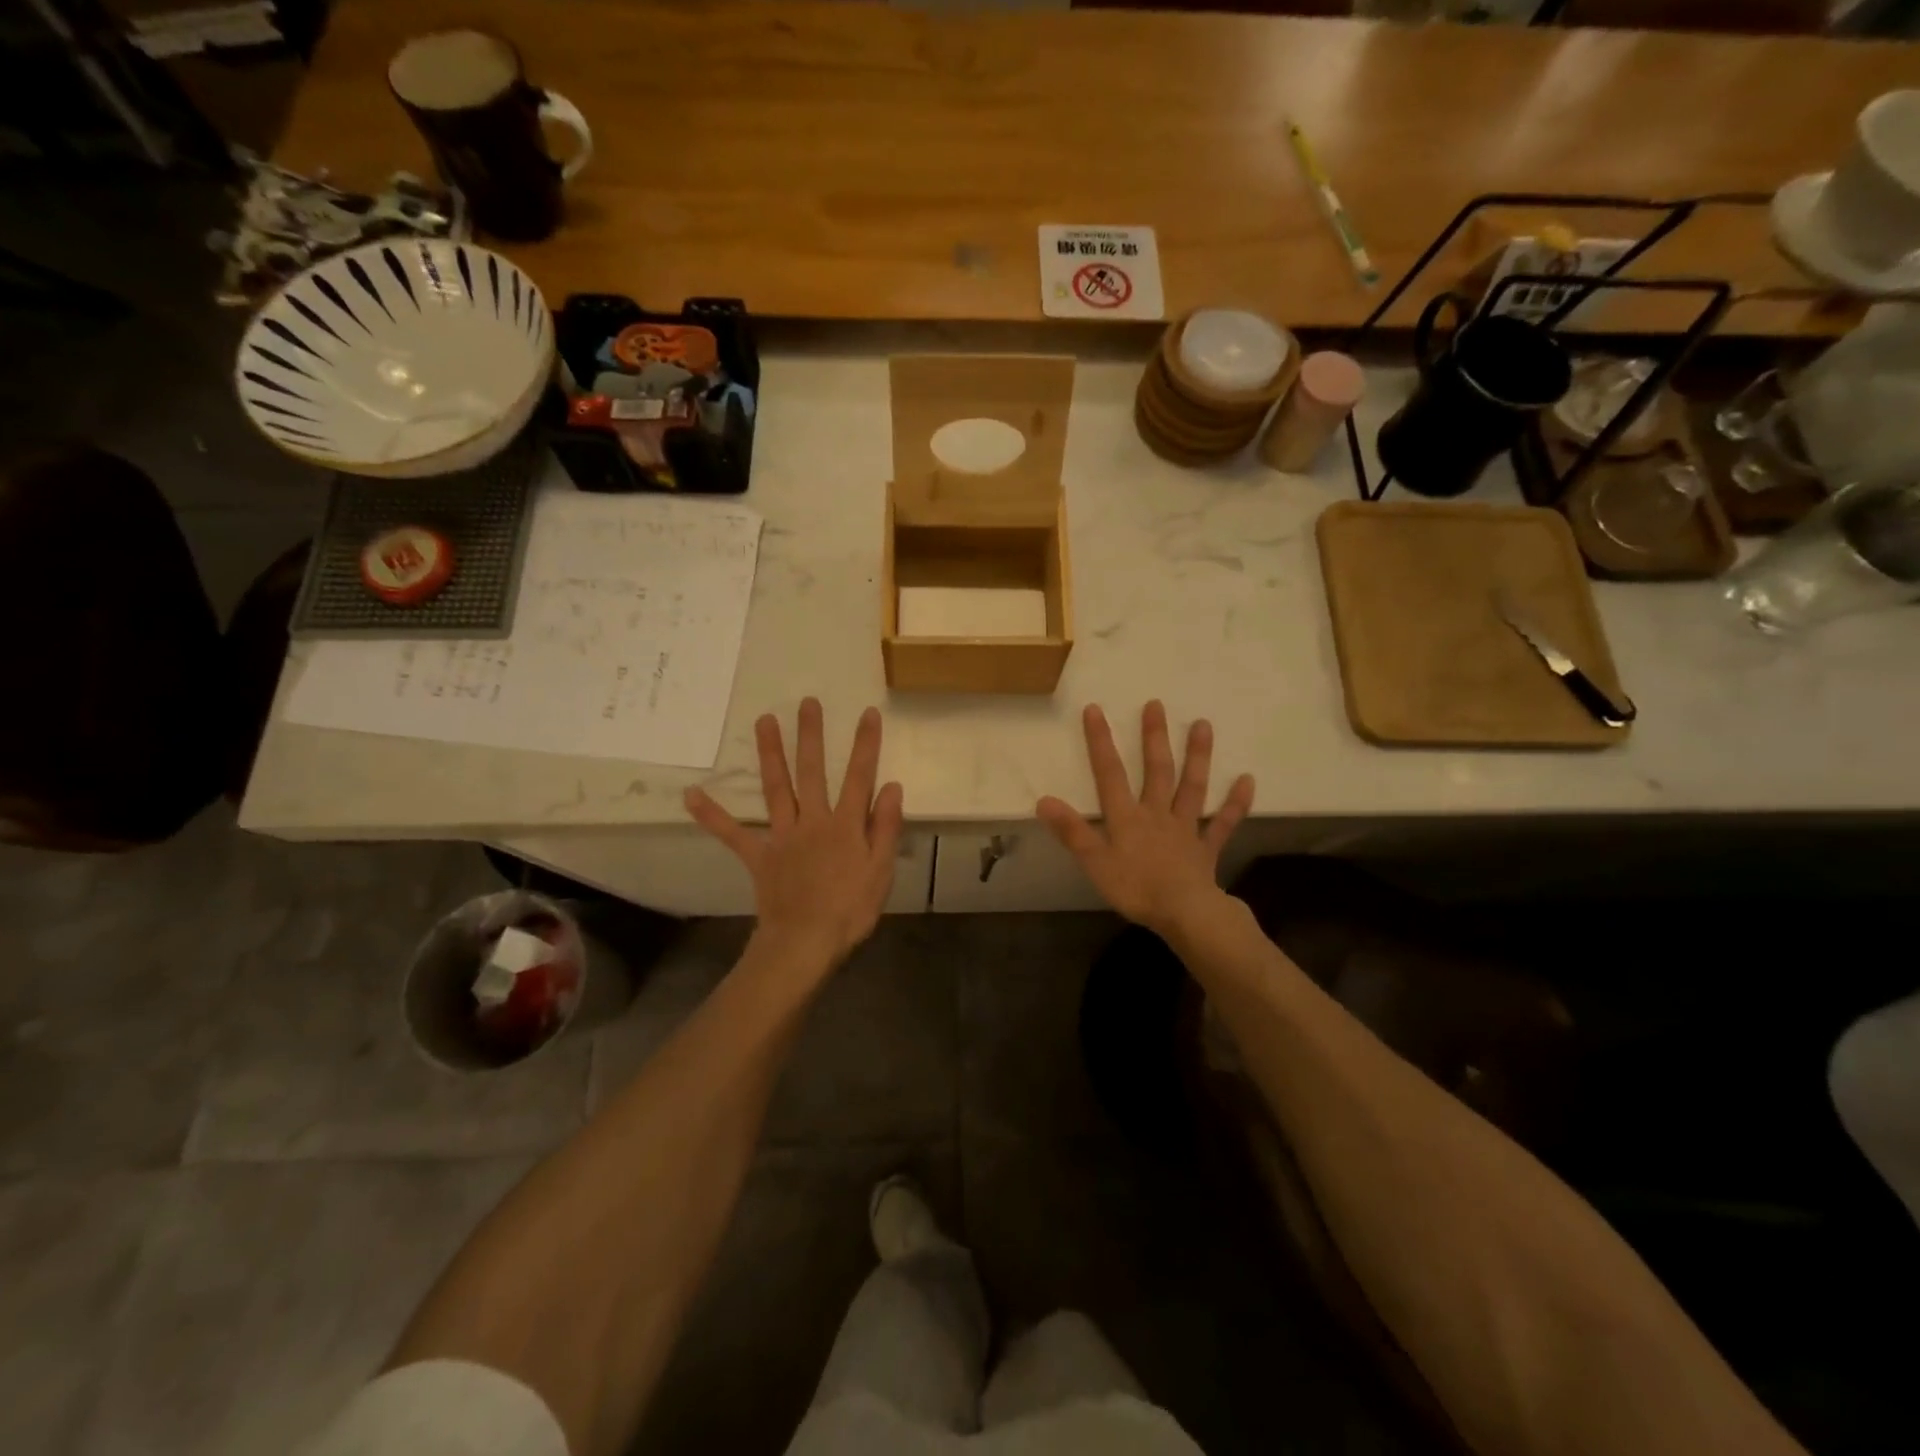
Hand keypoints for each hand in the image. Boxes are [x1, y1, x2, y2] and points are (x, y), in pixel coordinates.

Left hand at [685, 698, 903, 972]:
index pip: (859, 777)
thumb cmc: (850, 910)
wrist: (806, 943)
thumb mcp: (881, 871)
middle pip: (812, 772)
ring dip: (770, 754)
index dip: (865, 744)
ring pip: (776, 789)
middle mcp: (813, 821)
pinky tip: (691, 794)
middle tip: (807, 703)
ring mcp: (782, 836)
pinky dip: (712, 814)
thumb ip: (886, 827)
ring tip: (763, 721)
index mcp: (846, 826)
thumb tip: (891, 786)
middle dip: (811, 736)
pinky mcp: (759, 856)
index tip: (867, 713)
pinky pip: (734, 833)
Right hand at [1037, 701, 1253, 938]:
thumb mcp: (1094, 863)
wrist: (1185, 914)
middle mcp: (1157, 814)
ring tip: (1203, 725)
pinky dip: (1236, 803)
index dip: (1101, 742)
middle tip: (1156, 705)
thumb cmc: (1136, 889)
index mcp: (1127, 817)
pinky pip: (1223, 823)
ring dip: (1198, 756)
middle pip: (1156, 770)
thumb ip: (1072, 831)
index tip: (1096, 710)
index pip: (1110, 774)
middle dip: (1154, 737)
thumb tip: (1044, 800)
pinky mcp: (1207, 849)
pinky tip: (1247, 780)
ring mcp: (1186, 829)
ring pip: (1192, 787)